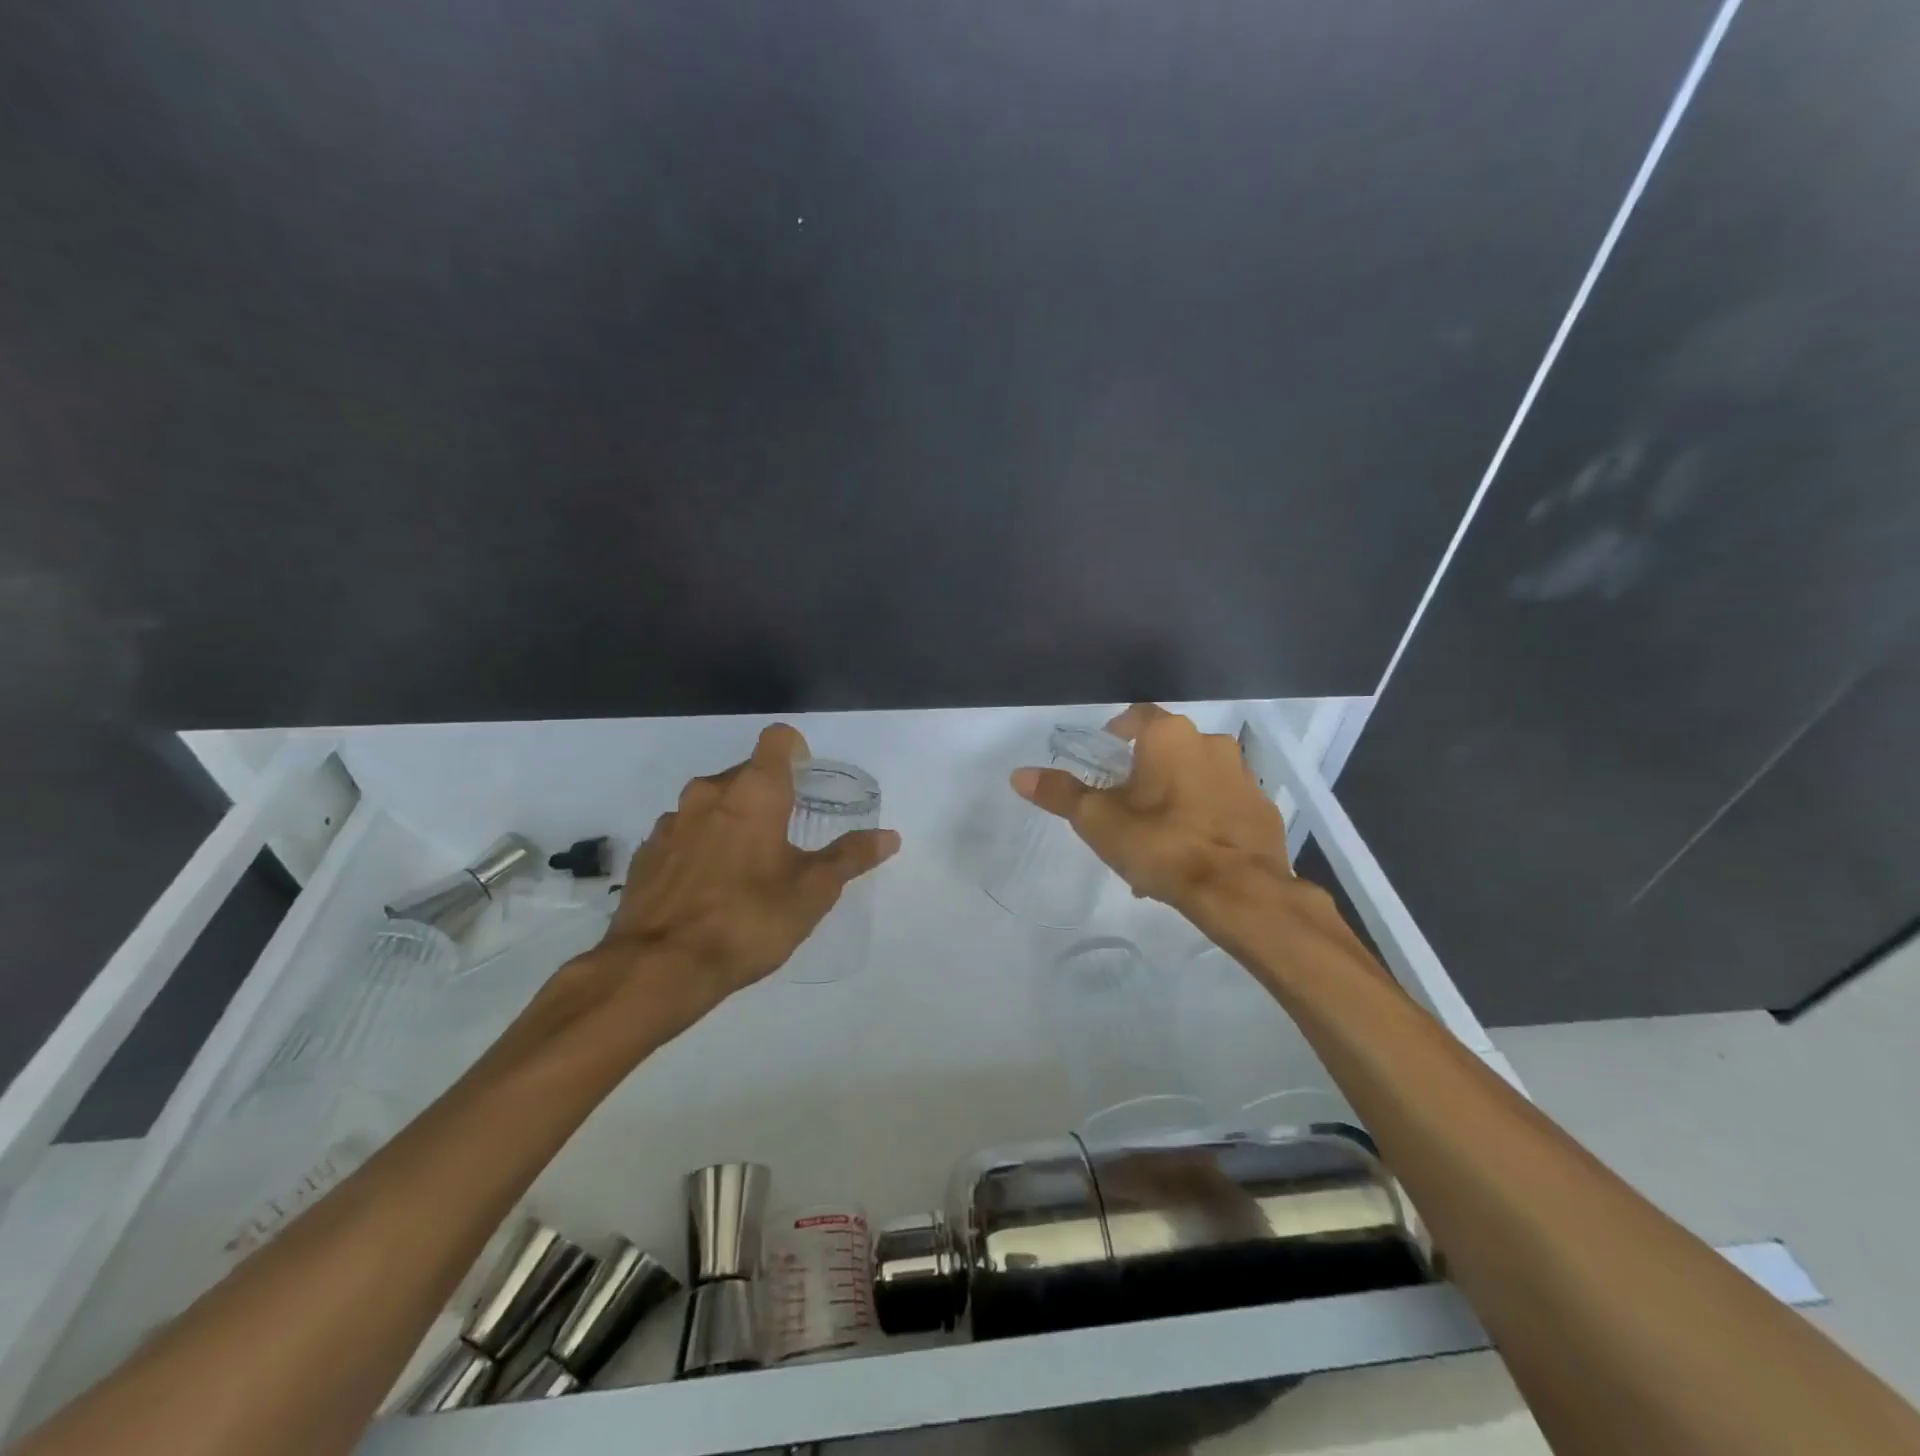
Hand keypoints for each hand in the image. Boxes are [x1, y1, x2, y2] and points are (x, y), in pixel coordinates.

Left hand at [550, 724, 899, 1049]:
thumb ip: (851, 857)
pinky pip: (683, 834)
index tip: (806, 781)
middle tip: (787, 835)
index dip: (796, 751)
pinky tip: (709, 888)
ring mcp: (671, 822)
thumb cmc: (748, 919)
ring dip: (731, 821)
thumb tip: (889, 837)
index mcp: (754, 792)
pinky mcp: (646, 853)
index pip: (777, 739)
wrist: (659, 968)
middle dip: (768, 794)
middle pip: (745, 773)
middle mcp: (708, 793)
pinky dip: (700, 847)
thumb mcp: (812, 892)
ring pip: (711, 804)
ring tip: (746, 866)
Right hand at [1011, 703, 1292, 929]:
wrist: (1239, 890)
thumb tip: (1018, 774)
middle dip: (1147, 774)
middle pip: (1169, 749)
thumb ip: (1060, 793)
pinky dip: (1206, 819)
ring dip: (1177, 798)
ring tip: (1157, 841)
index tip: (1105, 759)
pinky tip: (1191, 854)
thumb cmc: (1162, 844)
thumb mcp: (1098, 821)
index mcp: (1170, 736)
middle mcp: (1211, 743)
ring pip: (1198, 779)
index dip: (1117, 734)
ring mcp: (1244, 776)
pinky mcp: (1264, 809)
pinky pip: (1224, 805)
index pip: (1137, 717)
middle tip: (1126, 808)